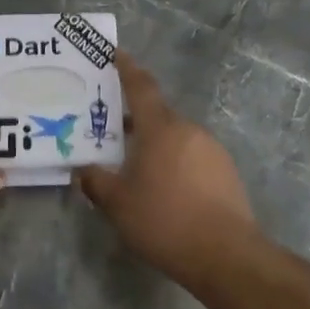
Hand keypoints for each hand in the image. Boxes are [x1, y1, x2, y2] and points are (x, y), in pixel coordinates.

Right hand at [77, 52, 260, 287]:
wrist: (224, 255)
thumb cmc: (163, 221)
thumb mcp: (117, 204)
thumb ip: (96, 182)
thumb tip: (83, 170)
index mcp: (161, 129)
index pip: (141, 87)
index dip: (126, 68)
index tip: (115, 53)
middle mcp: (189, 131)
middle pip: (157, 115)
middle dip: (134, 120)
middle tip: (109, 132)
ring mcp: (212, 150)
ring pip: (175, 139)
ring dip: (154, 146)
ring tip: (133, 168)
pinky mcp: (226, 173)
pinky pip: (191, 158)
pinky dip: (173, 164)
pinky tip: (162, 190)